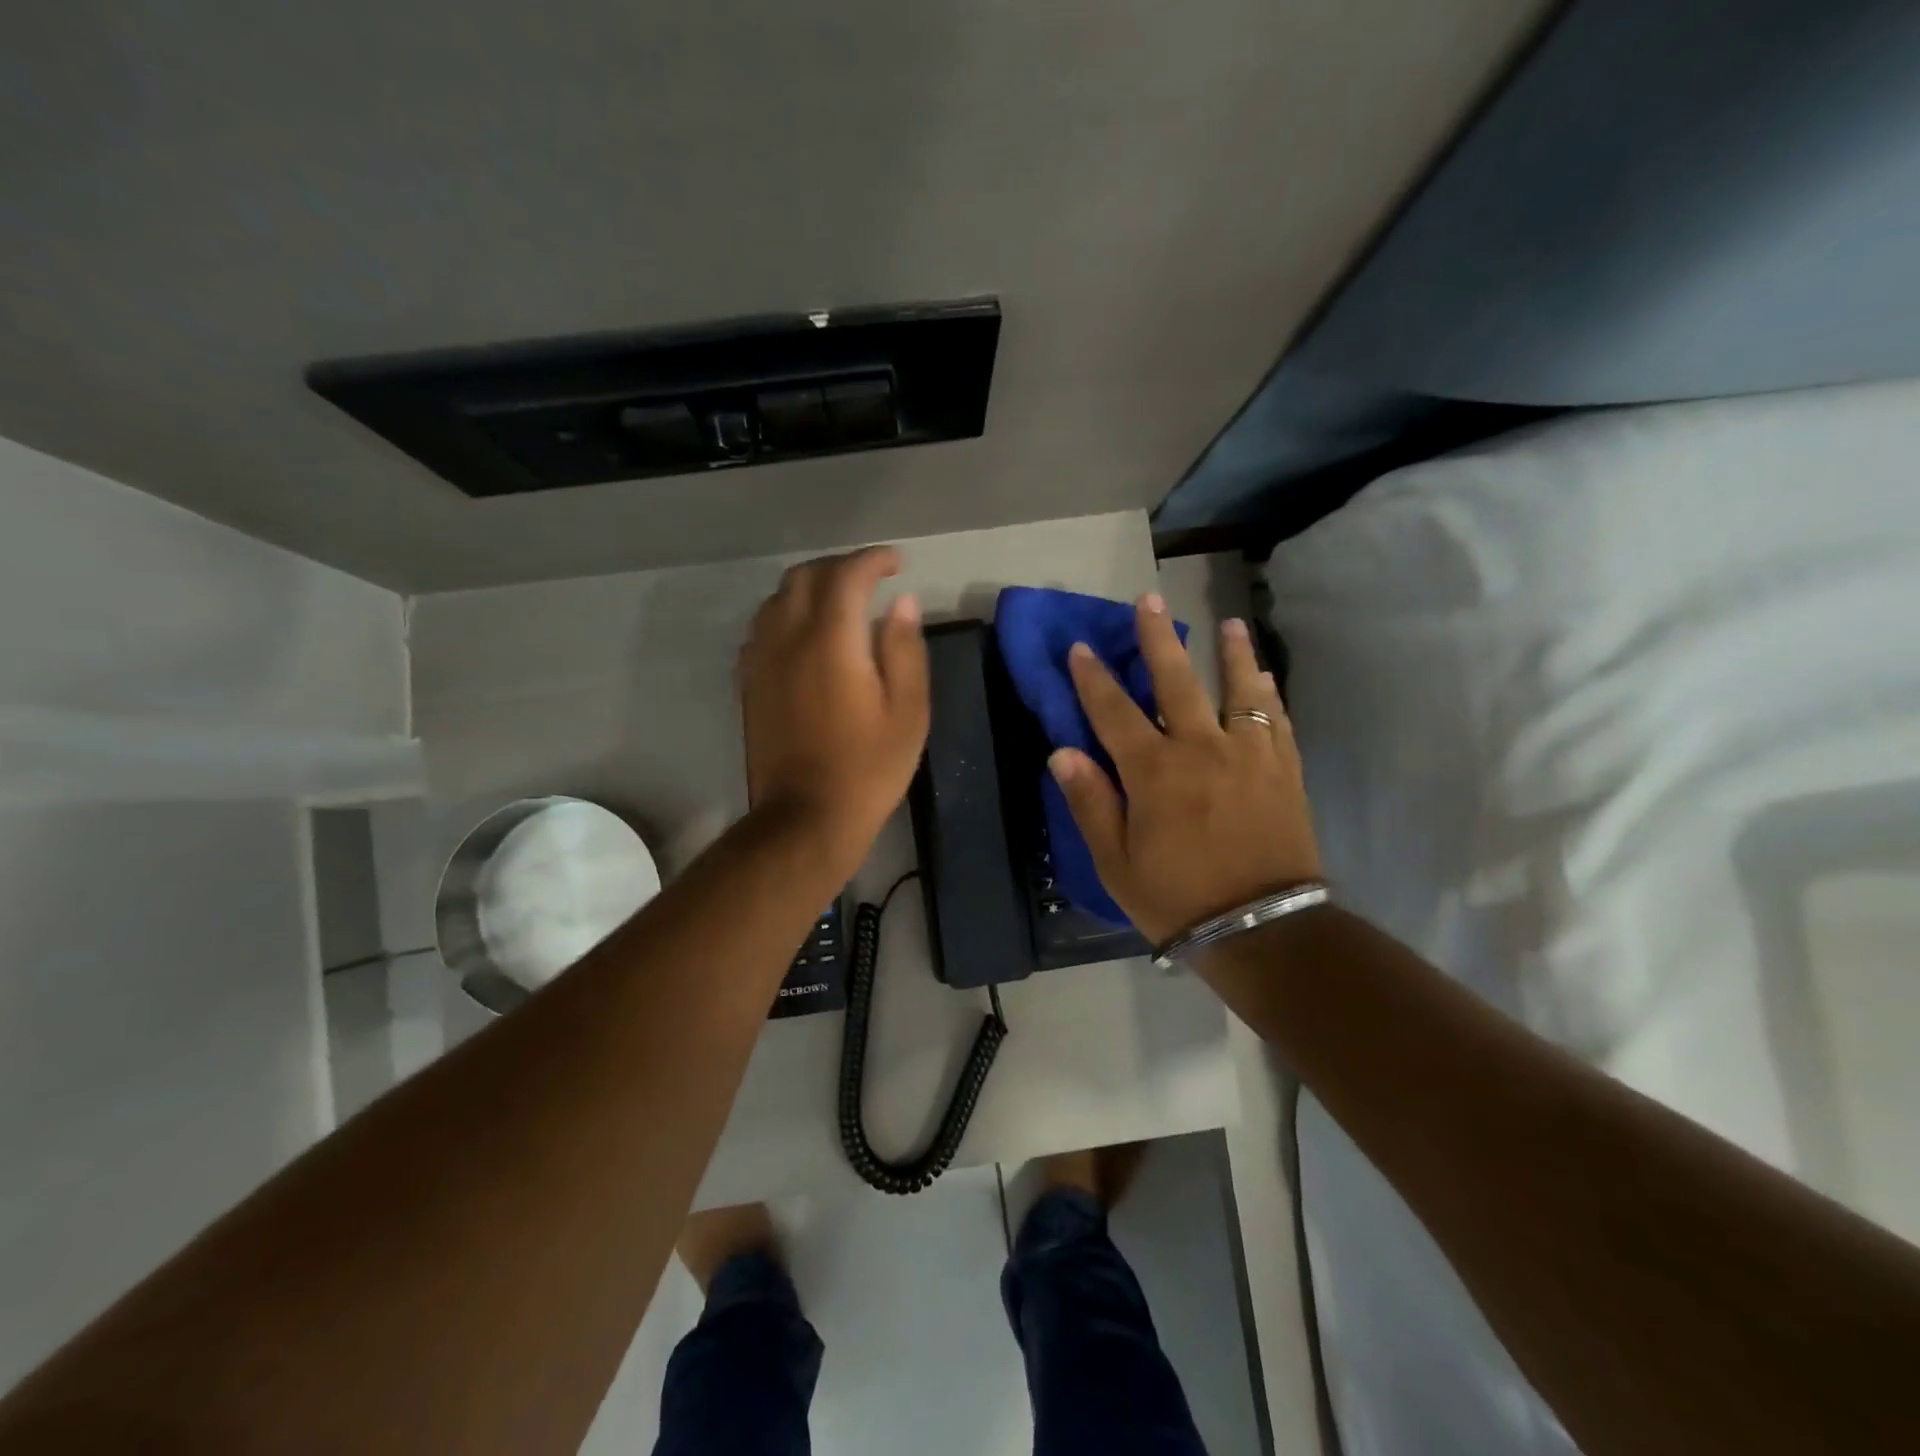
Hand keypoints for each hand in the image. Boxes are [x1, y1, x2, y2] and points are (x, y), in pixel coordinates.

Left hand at [738, 546, 928, 864]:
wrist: (806, 817)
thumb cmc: (868, 768)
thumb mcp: (908, 712)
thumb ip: (905, 649)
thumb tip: (902, 603)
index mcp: (831, 641)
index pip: (847, 575)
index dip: (873, 560)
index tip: (897, 563)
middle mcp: (788, 639)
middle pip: (805, 576)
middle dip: (840, 566)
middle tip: (872, 578)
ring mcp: (761, 661)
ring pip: (777, 598)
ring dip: (810, 587)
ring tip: (840, 601)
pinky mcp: (749, 683)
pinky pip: (763, 627)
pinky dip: (788, 614)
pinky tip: (807, 635)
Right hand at [1048, 595, 1320, 944]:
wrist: (1263, 931)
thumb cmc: (1178, 899)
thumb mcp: (1116, 862)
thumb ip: (1090, 802)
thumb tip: (1063, 753)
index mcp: (1154, 772)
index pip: (1114, 711)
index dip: (1094, 678)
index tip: (1081, 647)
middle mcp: (1202, 749)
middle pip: (1176, 681)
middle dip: (1158, 639)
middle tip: (1149, 600)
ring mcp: (1249, 756)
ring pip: (1240, 690)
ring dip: (1232, 654)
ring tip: (1230, 624)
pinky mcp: (1284, 771)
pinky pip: (1276, 721)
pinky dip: (1268, 696)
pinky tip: (1265, 679)